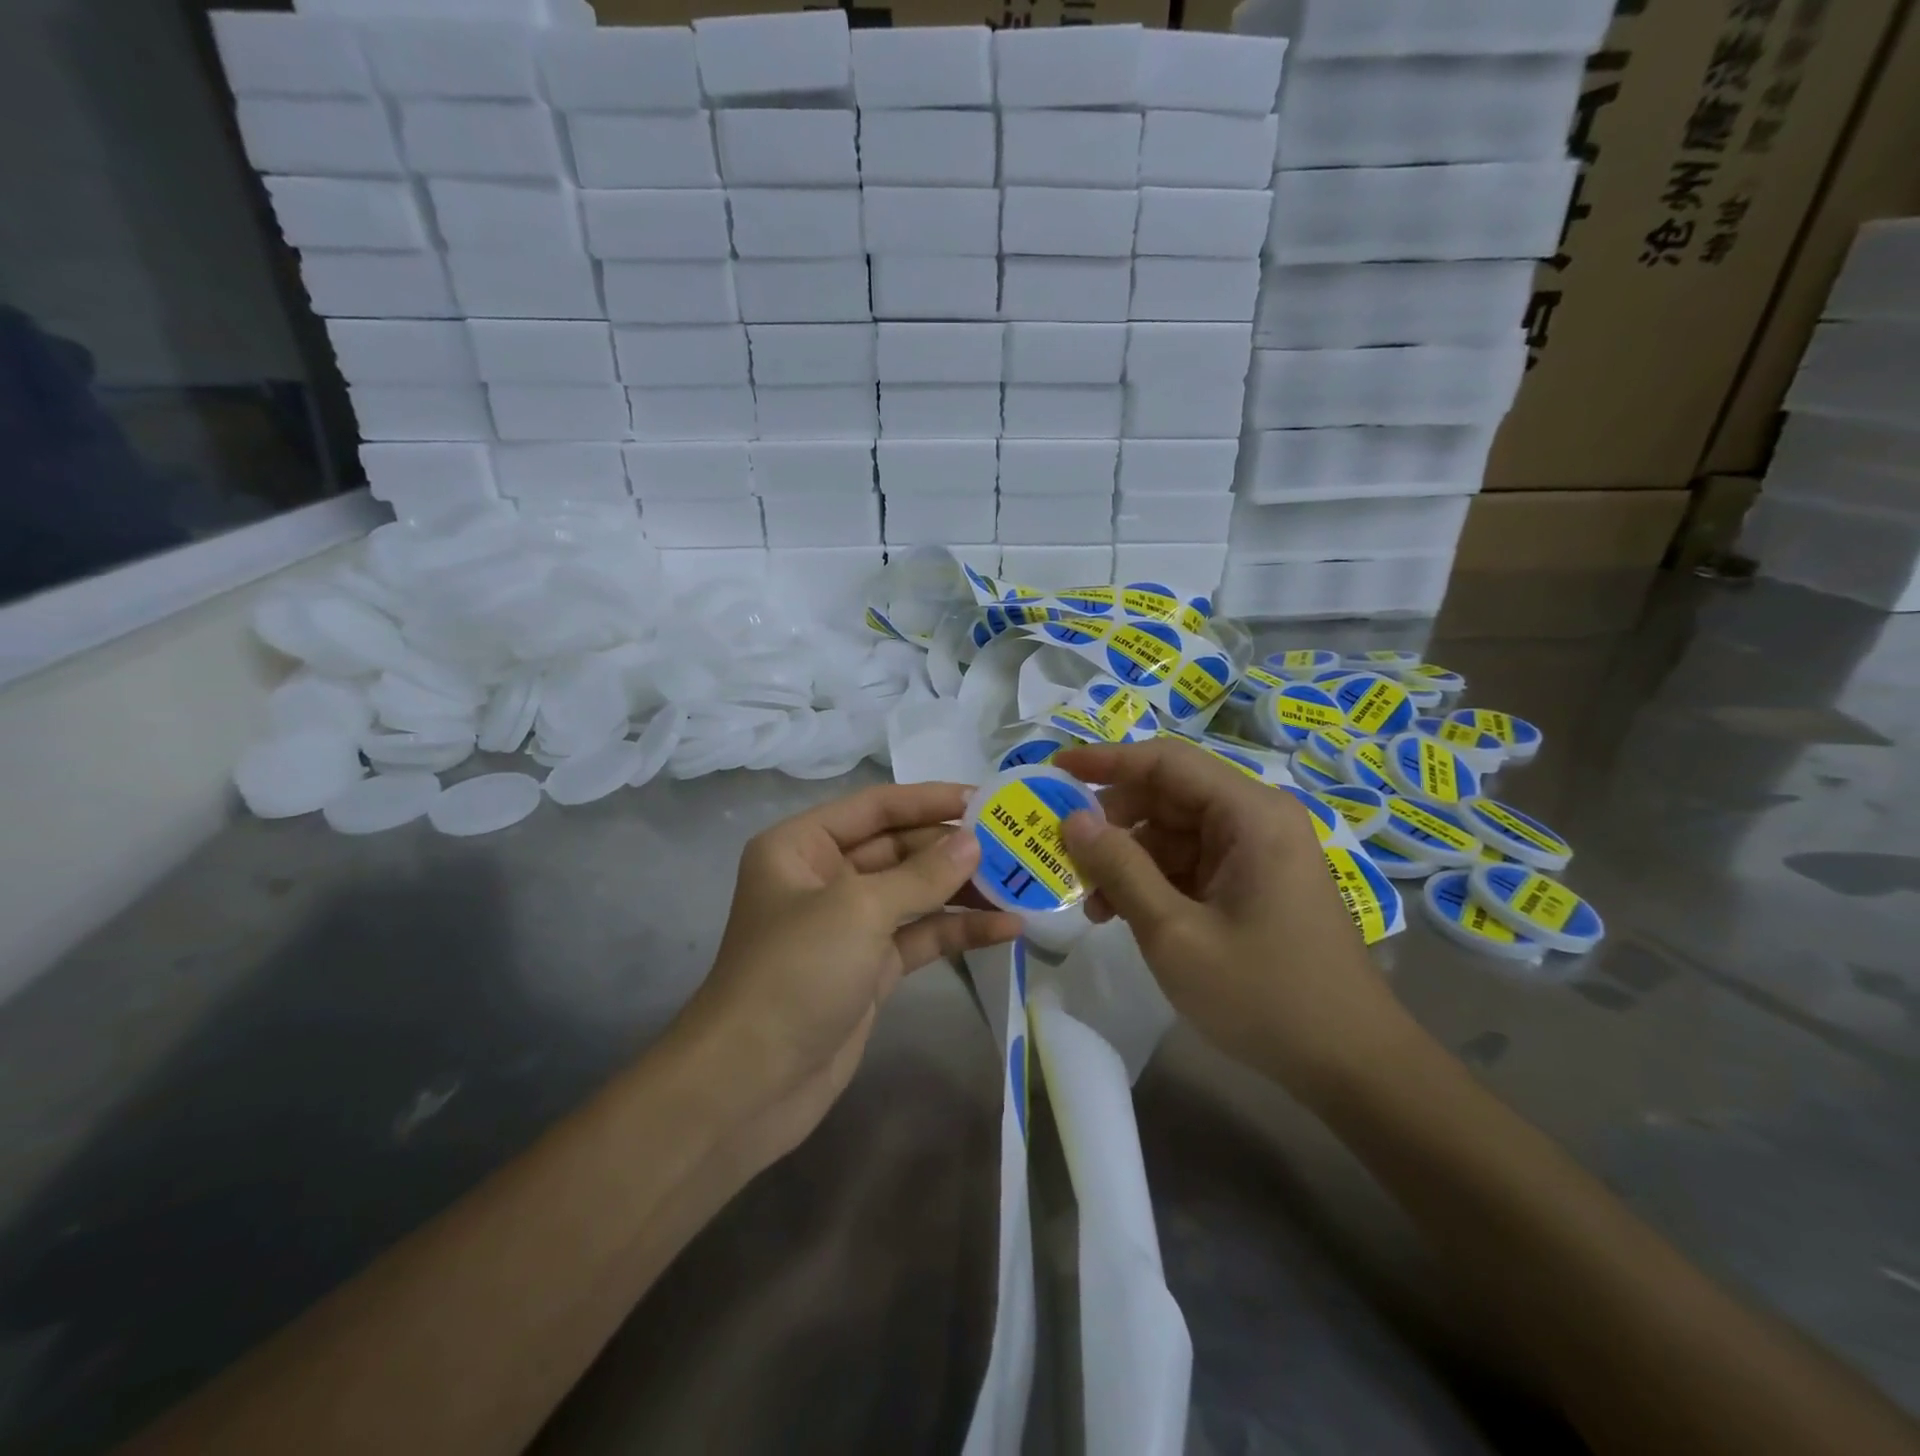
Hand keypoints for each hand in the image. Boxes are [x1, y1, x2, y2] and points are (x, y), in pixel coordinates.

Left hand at [676, 782, 1021, 1171]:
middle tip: (1014, 842)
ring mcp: (849, 926)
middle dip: (952, 847)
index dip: (929, 799)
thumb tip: (973, 843)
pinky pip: (920, 937)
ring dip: (963, 890)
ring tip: (1021, 882)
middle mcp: (824, 878)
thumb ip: (921, 874)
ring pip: (915, 894)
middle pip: (898, 848)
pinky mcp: (870, 968)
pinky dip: (959, 932)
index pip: (875, 808)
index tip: (984, 799)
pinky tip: (1007, 929)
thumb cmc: (795, 972)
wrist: (751, 1084)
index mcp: (802, 846)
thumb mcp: (859, 909)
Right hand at [1054, 740, 1412, 1105]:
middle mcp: (1257, 819)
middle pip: (1169, 794)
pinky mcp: (1255, 882)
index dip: (1107, 760)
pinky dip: (1153, 880)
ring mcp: (1258, 852)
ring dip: (1129, 858)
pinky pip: (1192, 862)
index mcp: (1251, 814)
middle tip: (1064, 850)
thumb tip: (1073, 820)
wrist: (1352, 1065)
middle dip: (1113, 820)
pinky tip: (1122, 914)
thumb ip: (1121, 869)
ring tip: (1091, 902)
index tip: (1055, 769)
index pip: (1166, 761)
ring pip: (1175, 831)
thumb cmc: (1265, 995)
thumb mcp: (1175, 933)